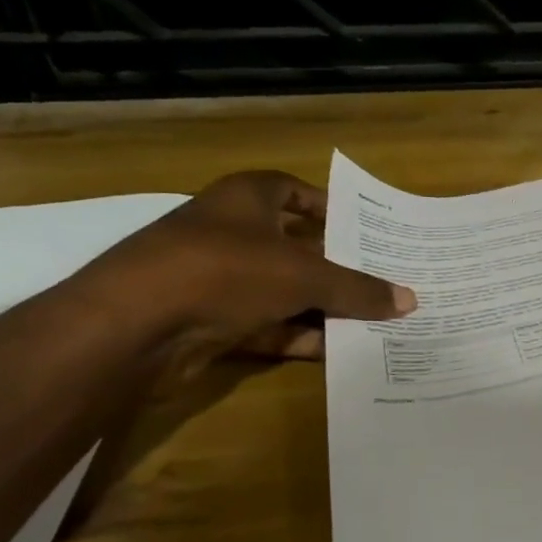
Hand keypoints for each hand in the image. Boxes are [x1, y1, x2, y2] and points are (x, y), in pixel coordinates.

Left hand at [76, 170, 414, 373]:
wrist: (132, 328)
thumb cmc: (224, 271)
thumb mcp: (304, 276)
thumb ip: (358, 288)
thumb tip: (410, 300)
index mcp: (247, 199)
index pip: (294, 190)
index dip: (329, 206)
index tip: (367, 229)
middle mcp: (231, 234)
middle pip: (296, 247)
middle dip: (338, 266)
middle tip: (384, 280)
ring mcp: (217, 279)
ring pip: (284, 290)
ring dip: (323, 307)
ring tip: (374, 320)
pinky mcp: (210, 321)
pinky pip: (268, 325)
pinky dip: (299, 336)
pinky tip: (339, 350)